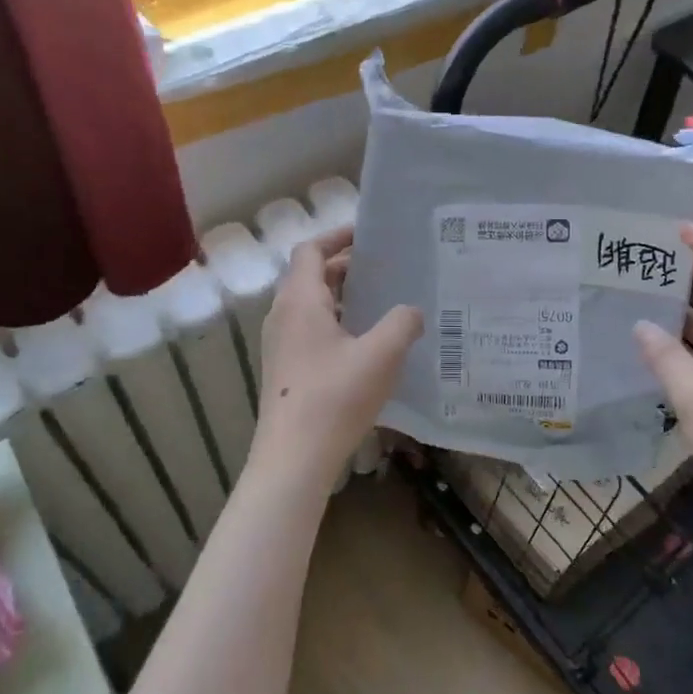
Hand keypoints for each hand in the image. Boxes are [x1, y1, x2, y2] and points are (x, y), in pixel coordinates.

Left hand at [251, 225, 422, 475]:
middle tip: (383, 270)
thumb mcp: (382, 355)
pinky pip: (309, 332)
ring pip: (310, 307)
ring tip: (379, 304)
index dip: (337, 236)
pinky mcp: (285, 370)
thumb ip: (402, 323)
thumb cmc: (335, 397)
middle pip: (310, 276)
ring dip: (341, 298)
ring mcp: (280, 345)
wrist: (293, 458)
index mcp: (300, 301)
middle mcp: (283, 316)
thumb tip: (412, 311)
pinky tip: (364, 346)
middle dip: (345, 267)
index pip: (310, 250)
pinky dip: (335, 324)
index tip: (368, 235)